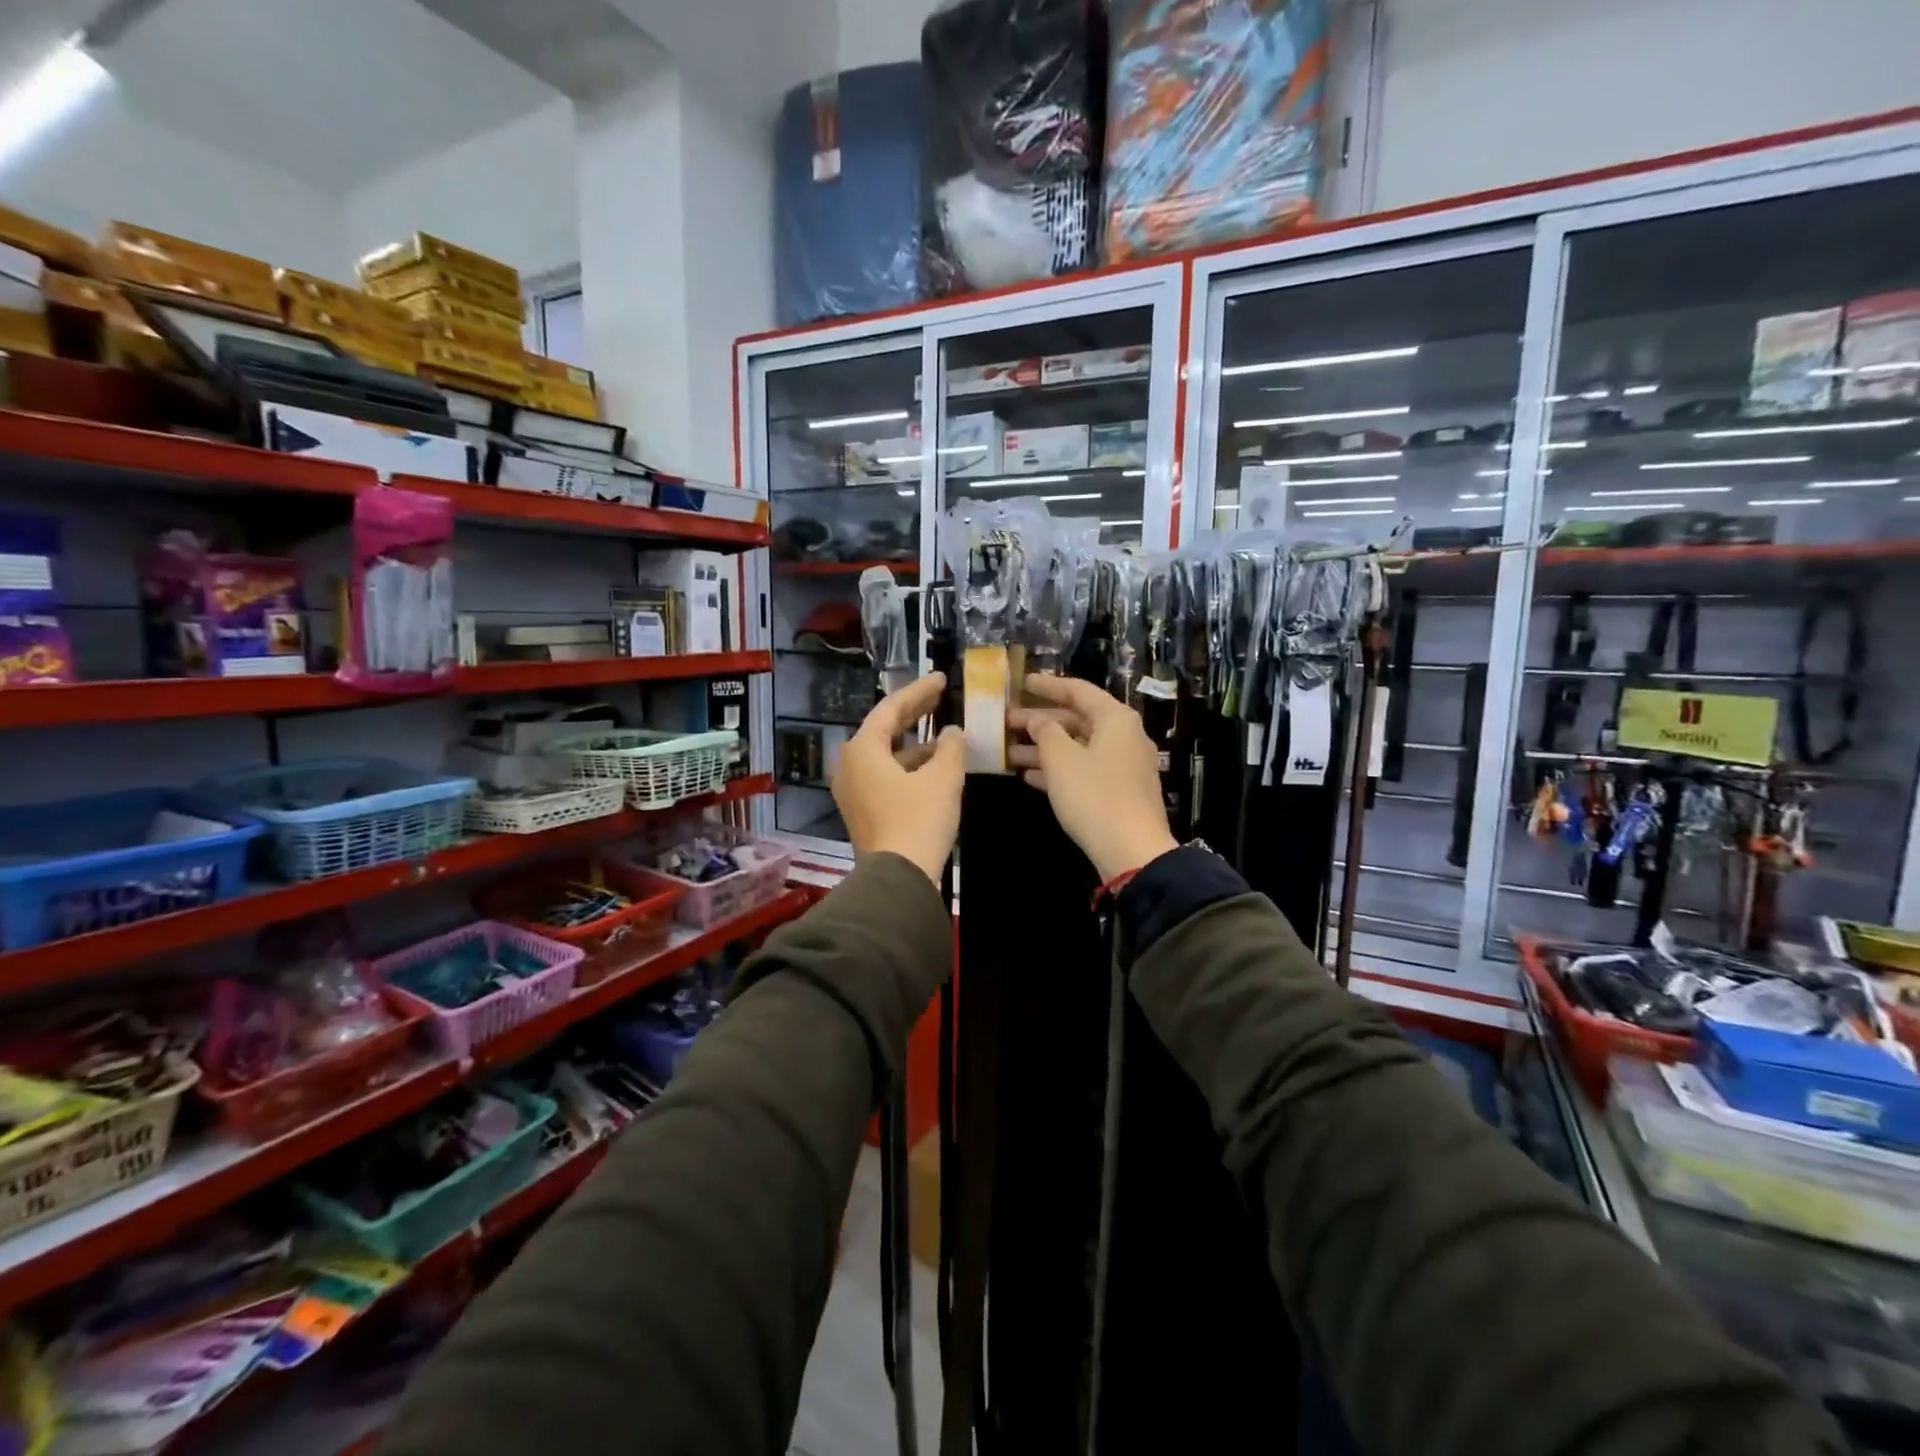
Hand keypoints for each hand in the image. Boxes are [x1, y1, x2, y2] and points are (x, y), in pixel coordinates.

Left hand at [832, 672, 964, 885]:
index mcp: (862, 749)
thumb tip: (953, 732)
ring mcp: (854, 791)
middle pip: (884, 730)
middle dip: (915, 713)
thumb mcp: (943, 778)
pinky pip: (887, 777)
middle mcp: (850, 765)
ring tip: (947, 736)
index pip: (891, 709)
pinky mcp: (864, 812)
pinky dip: (910, 767)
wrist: (898, 878)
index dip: (919, 692)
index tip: (940, 679)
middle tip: (941, 697)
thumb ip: (951, 747)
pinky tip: (936, 769)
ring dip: (916, 745)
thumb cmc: (918, 819)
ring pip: (887, 756)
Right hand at [1008, 674, 1178, 881]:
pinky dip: (1058, 769)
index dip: (1048, 686)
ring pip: (1078, 747)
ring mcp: (1124, 765)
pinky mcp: (1119, 791)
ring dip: (1044, 748)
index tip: (1021, 683)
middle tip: (1006, 722)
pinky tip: (1029, 777)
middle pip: (1077, 719)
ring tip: (1009, 753)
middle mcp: (1124, 736)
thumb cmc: (1094, 795)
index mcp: (1115, 719)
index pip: (1078, 690)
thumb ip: (1045, 732)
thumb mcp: (1061, 759)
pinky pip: (1084, 769)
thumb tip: (1037, 719)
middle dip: (1040, 721)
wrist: (1131, 850)